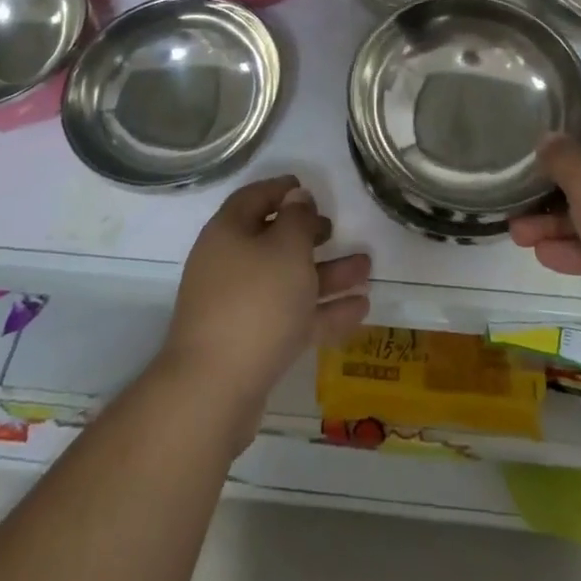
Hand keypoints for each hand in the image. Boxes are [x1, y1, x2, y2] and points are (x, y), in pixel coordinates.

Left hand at [159, 176, 370, 438]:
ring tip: (367, 268)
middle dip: (307, 235)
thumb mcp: (286, 249)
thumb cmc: (255, 302)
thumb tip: (296, 198)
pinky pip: (291, 317)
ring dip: (326, 274)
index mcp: (229, 233)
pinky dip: (322, 311)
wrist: (213, 391)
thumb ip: (298, 219)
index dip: (280, 190)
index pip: (254, 198)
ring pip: (288, 282)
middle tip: (334, 229)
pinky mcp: (252, 345)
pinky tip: (360, 310)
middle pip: (272, 241)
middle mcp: (230, 265)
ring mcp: (239, 308)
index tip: (306, 188)